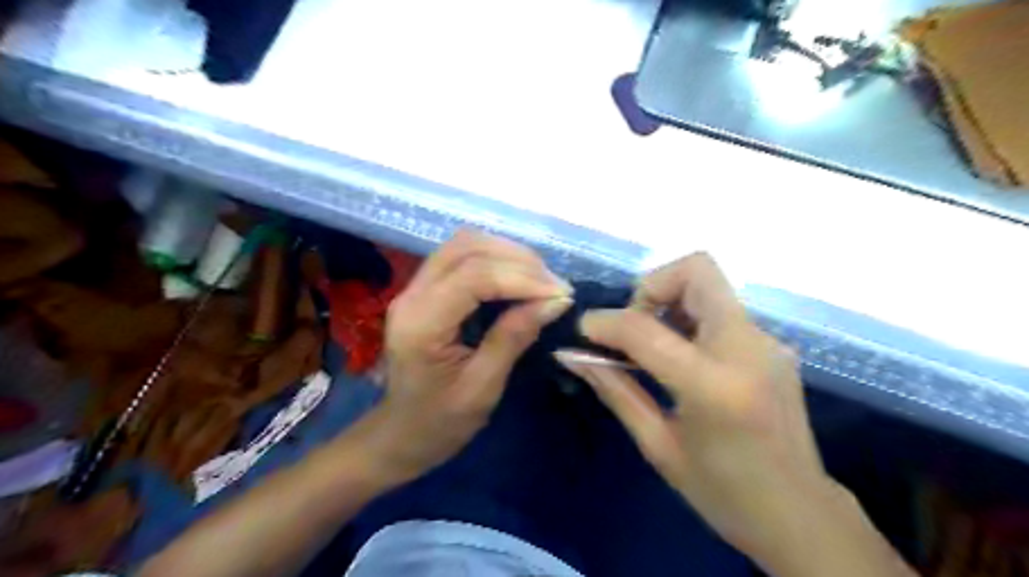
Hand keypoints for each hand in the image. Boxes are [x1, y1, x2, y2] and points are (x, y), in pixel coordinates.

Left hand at [359, 231, 575, 483]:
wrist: (401, 433)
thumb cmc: (440, 422)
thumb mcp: (483, 387)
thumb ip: (514, 337)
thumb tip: (555, 301)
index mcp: (421, 323)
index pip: (474, 276)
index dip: (523, 278)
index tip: (561, 295)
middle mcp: (412, 294)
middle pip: (468, 247)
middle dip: (519, 260)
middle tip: (555, 287)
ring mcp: (415, 287)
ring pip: (466, 243)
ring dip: (509, 254)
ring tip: (542, 281)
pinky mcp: (425, 288)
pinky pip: (463, 256)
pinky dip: (496, 259)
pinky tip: (519, 278)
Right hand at [559, 254, 829, 559]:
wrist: (800, 514)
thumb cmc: (722, 492)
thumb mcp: (657, 445)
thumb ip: (614, 390)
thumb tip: (572, 356)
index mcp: (713, 386)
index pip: (645, 328)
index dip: (604, 323)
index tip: (585, 332)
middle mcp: (747, 349)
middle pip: (696, 270)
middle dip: (650, 287)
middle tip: (633, 327)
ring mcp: (767, 342)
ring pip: (709, 284)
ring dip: (670, 301)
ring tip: (654, 346)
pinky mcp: (773, 344)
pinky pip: (721, 310)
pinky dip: (689, 318)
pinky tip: (682, 358)